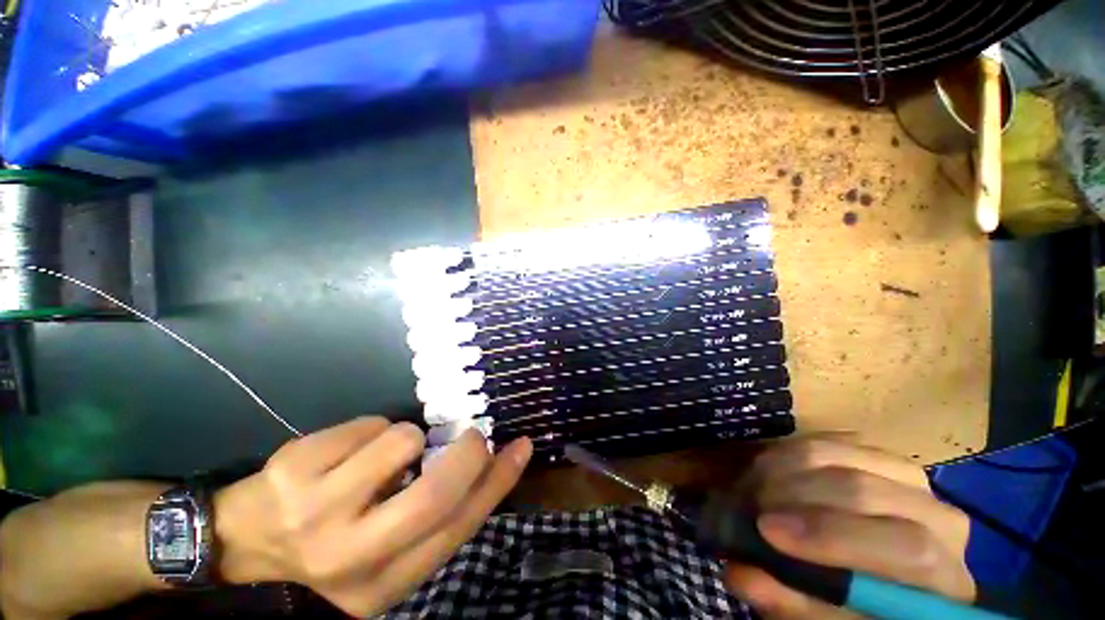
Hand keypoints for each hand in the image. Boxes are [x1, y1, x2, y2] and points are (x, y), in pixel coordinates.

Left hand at [214, 417, 531, 616]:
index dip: (497, 483)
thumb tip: (482, 467)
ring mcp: (317, 512)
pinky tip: (347, 450)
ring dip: (407, 437)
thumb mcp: (384, 553)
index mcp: (382, 585)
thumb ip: (433, 519)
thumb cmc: (328, 547)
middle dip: (467, 453)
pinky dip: (372, 428)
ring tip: (383, 454)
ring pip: (401, 442)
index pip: (457, 529)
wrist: (241, 543)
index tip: (521, 447)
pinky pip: (368, 425)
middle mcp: (351, 557)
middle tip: (473, 435)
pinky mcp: (296, 470)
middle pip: (434, 493)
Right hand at [724, 437, 974, 617]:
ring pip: (842, 454)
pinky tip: (773, 471)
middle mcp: (938, 518)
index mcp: (943, 578)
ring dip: (785, 466)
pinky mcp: (876, 454)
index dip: (833, 536)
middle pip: (866, 490)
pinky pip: (828, 439)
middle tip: (750, 502)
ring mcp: (909, 478)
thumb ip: (793, 604)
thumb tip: (741, 573)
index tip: (766, 529)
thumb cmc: (857, 608)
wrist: (875, 574)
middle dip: (794, 493)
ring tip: (755, 486)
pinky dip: (790, 452)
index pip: (908, 549)